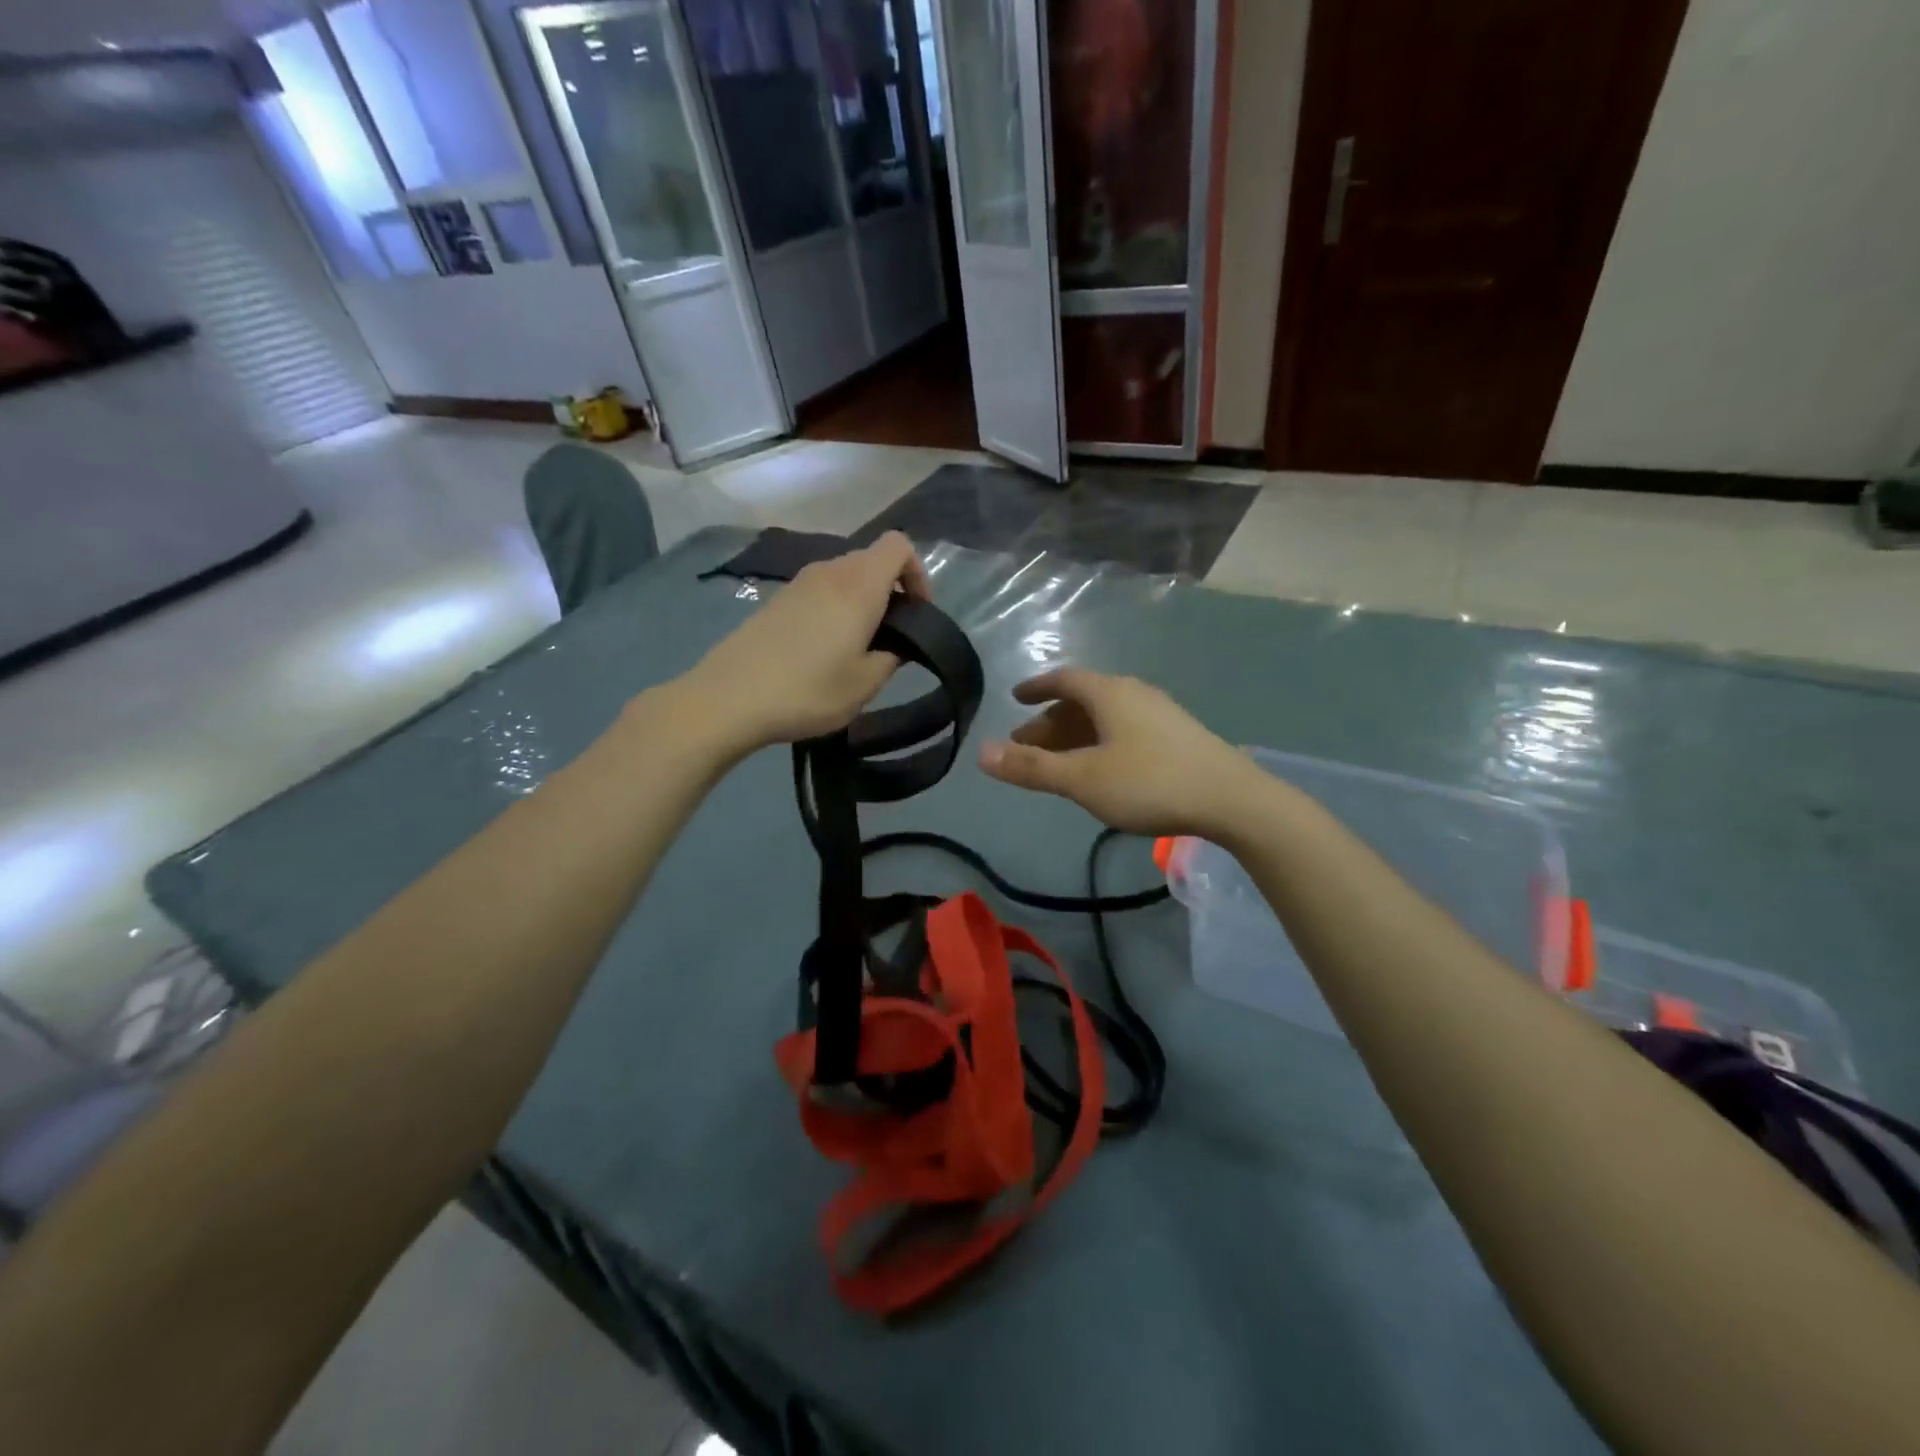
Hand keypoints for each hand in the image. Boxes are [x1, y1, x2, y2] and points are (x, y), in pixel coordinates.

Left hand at [681, 532, 930, 753]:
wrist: (730, 698)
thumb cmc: (808, 690)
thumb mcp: (865, 684)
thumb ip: (892, 657)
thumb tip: (896, 644)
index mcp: (859, 586)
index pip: (898, 545)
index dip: (917, 572)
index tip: (917, 612)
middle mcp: (830, 572)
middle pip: (872, 560)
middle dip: (891, 590)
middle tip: (892, 636)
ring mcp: (799, 583)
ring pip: (845, 576)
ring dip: (861, 601)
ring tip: (859, 646)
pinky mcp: (777, 599)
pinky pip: (820, 591)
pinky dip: (835, 608)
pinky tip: (824, 649)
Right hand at [978, 668, 1266, 838]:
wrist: (1233, 800)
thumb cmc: (1150, 783)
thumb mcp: (1082, 779)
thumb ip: (1031, 768)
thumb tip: (981, 753)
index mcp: (1110, 693)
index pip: (1064, 679)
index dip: (1036, 687)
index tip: (1016, 698)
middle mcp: (1135, 694)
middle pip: (1083, 699)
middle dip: (1051, 720)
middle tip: (1026, 744)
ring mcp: (1161, 714)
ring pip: (1106, 717)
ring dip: (1076, 734)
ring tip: (1058, 762)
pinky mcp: (1179, 737)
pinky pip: (1125, 730)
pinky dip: (1101, 742)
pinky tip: (1102, 769)